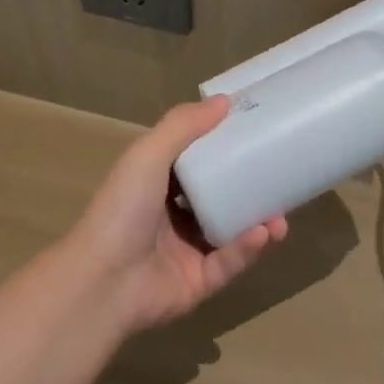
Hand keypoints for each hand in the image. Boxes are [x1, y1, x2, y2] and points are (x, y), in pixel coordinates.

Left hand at [68, 97, 288, 332]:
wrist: (102, 282)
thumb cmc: (123, 210)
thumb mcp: (148, 155)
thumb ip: (183, 126)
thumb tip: (224, 100)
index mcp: (155, 185)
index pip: (195, 163)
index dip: (223, 150)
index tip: (256, 136)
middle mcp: (171, 217)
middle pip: (218, 199)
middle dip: (250, 191)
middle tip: (279, 180)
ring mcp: (185, 252)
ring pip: (231, 233)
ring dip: (258, 222)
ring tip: (281, 216)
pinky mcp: (198, 283)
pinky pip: (228, 263)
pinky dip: (247, 249)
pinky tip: (264, 234)